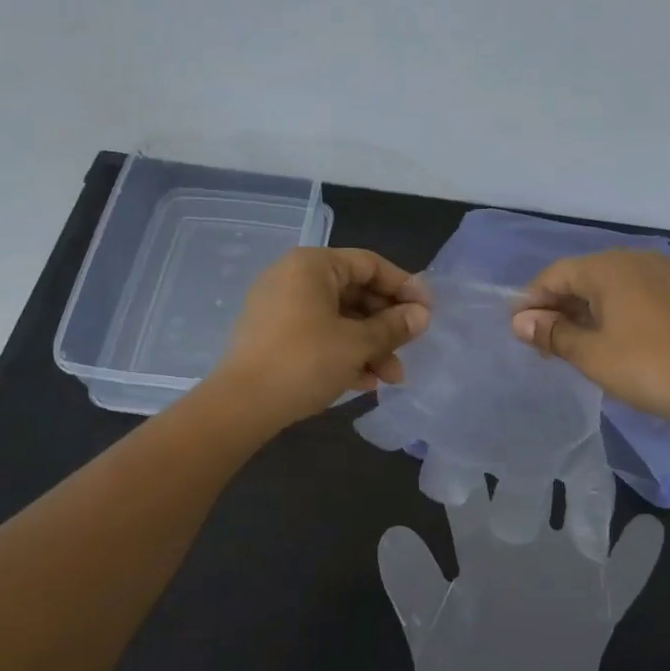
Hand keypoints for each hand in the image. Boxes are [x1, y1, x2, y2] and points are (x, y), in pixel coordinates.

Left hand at [211, 247, 428, 429]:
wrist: (240, 406)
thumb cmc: (304, 362)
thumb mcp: (357, 344)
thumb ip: (393, 327)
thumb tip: (422, 315)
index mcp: (312, 265)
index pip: (370, 264)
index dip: (404, 287)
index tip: (428, 312)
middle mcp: (293, 277)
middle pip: (355, 293)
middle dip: (386, 326)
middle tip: (410, 350)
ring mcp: (280, 307)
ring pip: (338, 319)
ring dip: (369, 346)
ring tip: (390, 378)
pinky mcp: (272, 336)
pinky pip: (318, 334)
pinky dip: (343, 353)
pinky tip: (364, 382)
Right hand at [510, 250, 669, 449]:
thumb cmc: (647, 367)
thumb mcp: (591, 354)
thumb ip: (552, 333)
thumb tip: (520, 321)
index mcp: (610, 266)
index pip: (555, 274)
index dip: (531, 301)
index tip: (518, 331)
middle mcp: (636, 259)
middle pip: (582, 276)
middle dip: (557, 306)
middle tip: (541, 343)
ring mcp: (663, 275)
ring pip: (608, 286)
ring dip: (583, 311)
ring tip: (570, 345)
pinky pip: (633, 294)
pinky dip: (612, 312)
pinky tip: (607, 339)